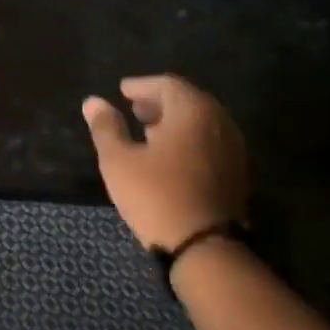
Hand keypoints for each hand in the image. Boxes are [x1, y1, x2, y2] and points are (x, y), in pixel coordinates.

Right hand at [82, 75, 248, 251]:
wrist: (204, 244)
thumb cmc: (155, 195)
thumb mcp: (118, 161)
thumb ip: (106, 127)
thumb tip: (93, 102)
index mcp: (192, 111)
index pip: (167, 84)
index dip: (141, 85)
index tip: (122, 91)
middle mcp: (219, 122)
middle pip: (188, 101)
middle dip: (159, 102)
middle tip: (134, 110)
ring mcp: (232, 147)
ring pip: (201, 122)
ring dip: (174, 122)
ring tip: (149, 133)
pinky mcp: (236, 172)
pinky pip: (209, 142)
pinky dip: (188, 139)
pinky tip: (170, 156)